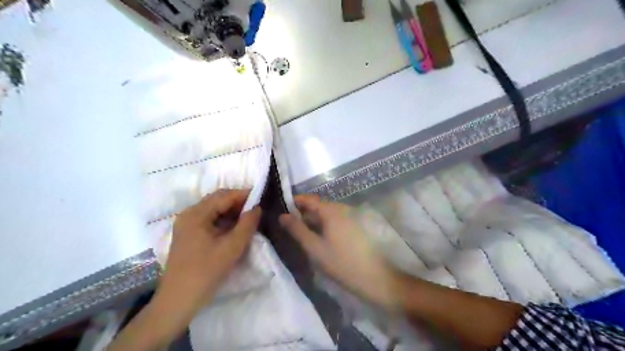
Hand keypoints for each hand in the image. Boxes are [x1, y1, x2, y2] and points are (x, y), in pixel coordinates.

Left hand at [159, 190, 262, 313]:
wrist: (178, 301)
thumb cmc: (206, 272)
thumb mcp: (232, 248)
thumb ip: (247, 224)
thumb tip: (257, 207)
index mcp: (196, 214)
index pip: (224, 196)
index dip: (244, 195)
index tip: (262, 198)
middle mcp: (189, 214)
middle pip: (217, 200)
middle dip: (238, 202)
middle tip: (256, 210)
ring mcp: (186, 224)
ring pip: (213, 209)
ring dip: (231, 211)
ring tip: (248, 219)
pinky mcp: (187, 234)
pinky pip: (208, 219)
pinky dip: (223, 220)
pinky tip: (234, 228)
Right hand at [280, 195, 404, 309]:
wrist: (374, 277)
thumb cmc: (341, 263)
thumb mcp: (314, 248)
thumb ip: (297, 230)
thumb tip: (282, 215)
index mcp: (331, 210)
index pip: (309, 199)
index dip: (294, 202)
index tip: (281, 209)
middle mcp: (342, 209)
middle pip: (318, 206)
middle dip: (303, 213)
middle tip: (288, 225)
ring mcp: (350, 217)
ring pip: (326, 214)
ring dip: (313, 220)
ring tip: (301, 233)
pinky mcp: (355, 227)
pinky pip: (335, 221)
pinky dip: (324, 225)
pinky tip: (318, 238)